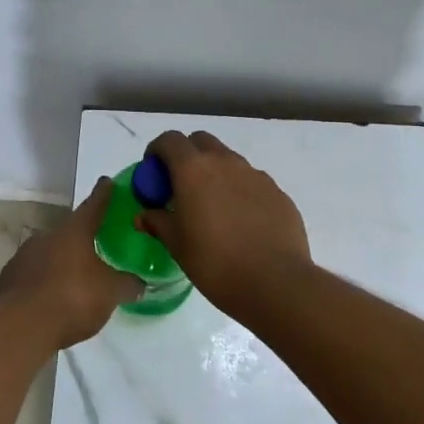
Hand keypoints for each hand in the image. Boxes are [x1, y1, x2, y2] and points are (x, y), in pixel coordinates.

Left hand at [0, 177, 142, 346]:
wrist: (20, 326)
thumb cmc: (72, 298)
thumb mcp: (110, 293)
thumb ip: (127, 285)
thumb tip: (140, 283)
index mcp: (74, 232)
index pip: (93, 206)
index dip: (104, 194)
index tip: (107, 182)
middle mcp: (46, 236)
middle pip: (69, 232)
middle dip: (82, 239)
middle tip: (96, 249)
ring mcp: (23, 256)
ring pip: (49, 253)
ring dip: (62, 263)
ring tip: (75, 281)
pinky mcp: (8, 279)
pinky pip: (33, 274)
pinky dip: (45, 281)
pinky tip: (52, 299)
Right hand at [136, 131, 311, 316]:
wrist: (275, 283)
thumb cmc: (215, 263)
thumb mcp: (177, 245)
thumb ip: (158, 222)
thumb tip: (144, 215)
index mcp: (194, 170)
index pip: (169, 140)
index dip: (157, 152)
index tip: (153, 174)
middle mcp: (226, 163)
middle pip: (201, 142)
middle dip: (187, 156)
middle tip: (181, 187)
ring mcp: (256, 175)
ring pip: (229, 161)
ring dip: (215, 173)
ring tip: (212, 208)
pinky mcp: (278, 193)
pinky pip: (252, 182)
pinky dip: (239, 191)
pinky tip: (241, 223)